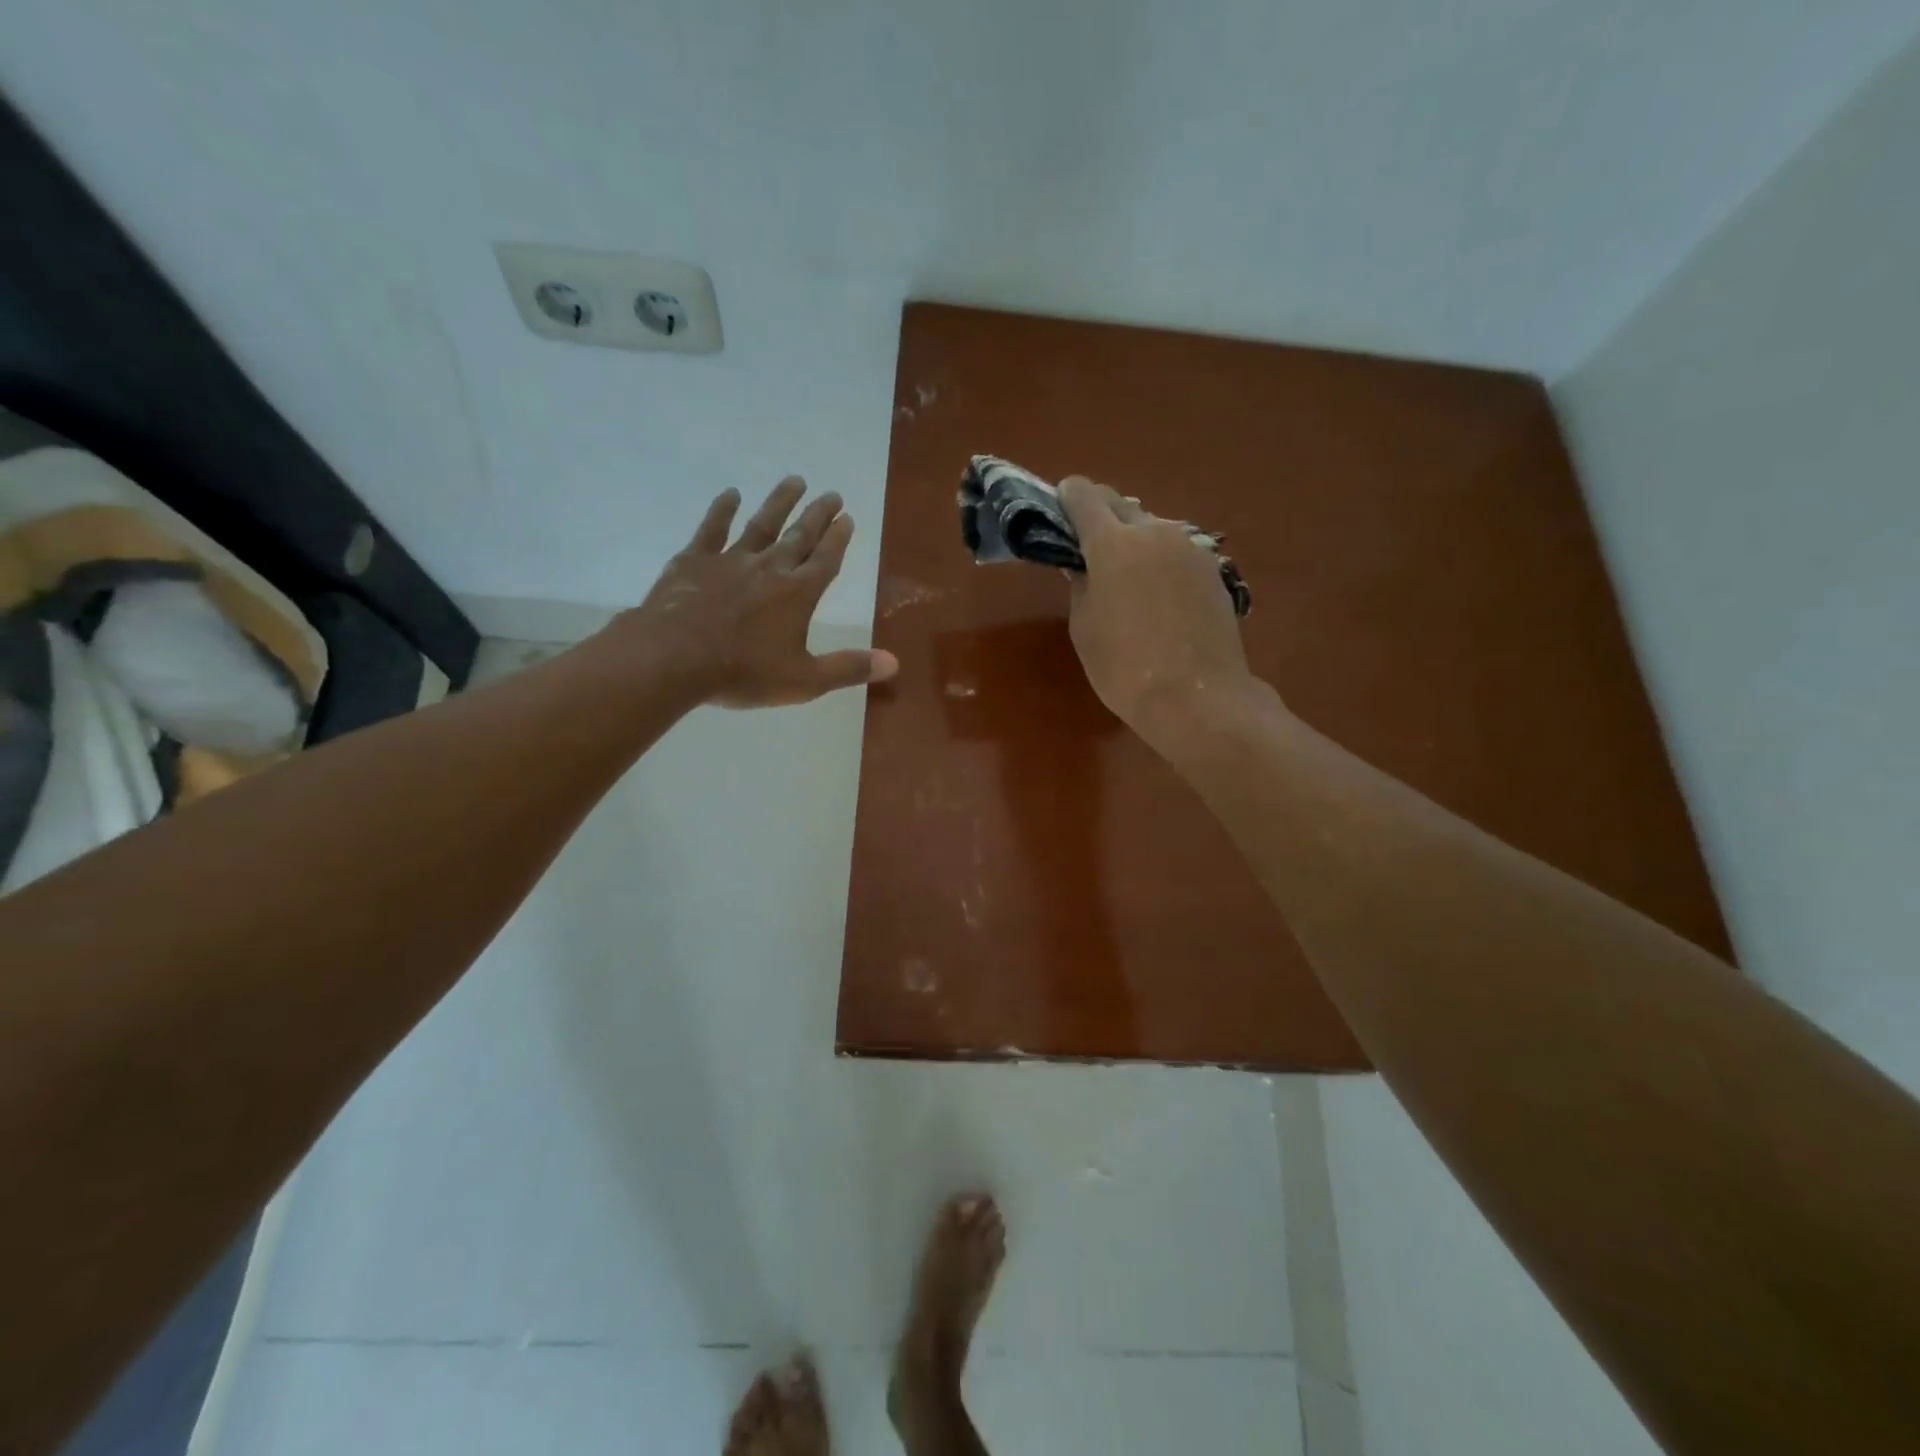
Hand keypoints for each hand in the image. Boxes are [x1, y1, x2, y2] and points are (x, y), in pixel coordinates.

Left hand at [613, 477, 898, 708]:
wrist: (672, 659)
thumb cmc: (743, 673)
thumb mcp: (804, 681)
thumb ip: (849, 668)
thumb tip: (894, 663)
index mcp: (798, 594)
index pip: (826, 559)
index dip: (839, 539)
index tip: (847, 517)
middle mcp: (770, 568)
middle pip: (800, 536)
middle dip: (818, 515)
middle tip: (831, 494)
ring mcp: (730, 560)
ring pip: (762, 524)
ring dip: (780, 502)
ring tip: (795, 480)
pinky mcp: (694, 561)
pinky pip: (712, 529)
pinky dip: (722, 510)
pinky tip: (730, 494)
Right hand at [1058, 475, 1254, 748]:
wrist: (1196, 696)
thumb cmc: (1124, 667)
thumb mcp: (1085, 628)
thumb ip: (1081, 586)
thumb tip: (1083, 566)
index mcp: (1112, 544)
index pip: (1085, 497)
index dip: (1068, 496)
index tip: (1060, 505)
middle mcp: (1154, 533)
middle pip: (1121, 505)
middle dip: (1101, 514)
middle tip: (1088, 541)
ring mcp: (1189, 549)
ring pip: (1153, 527)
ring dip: (1134, 538)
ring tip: (1125, 572)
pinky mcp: (1213, 570)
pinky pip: (1176, 551)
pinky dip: (1160, 559)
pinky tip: (1157, 592)